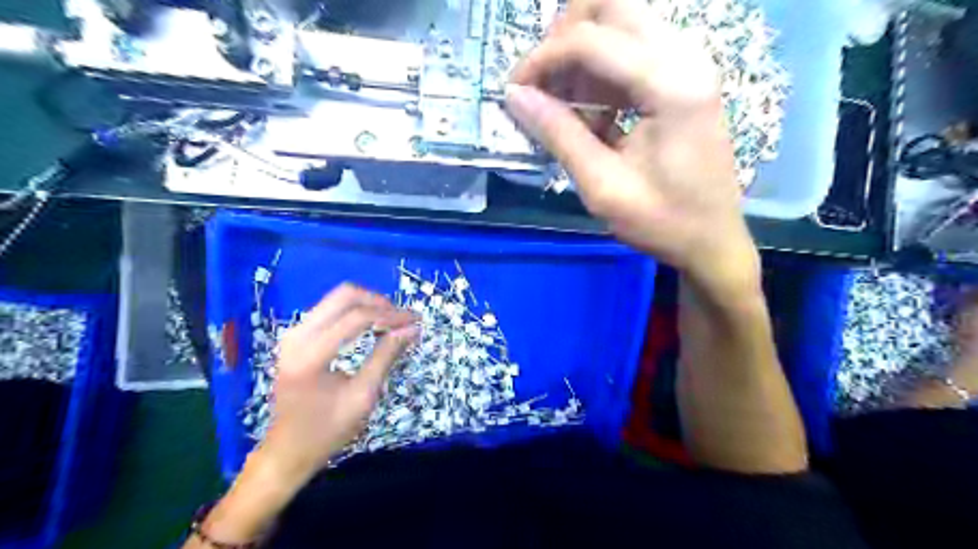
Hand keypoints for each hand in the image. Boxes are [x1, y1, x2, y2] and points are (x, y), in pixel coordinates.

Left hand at [258, 285, 416, 480]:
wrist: (287, 451)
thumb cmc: (327, 430)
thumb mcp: (363, 395)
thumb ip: (386, 356)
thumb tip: (412, 329)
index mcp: (310, 354)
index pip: (357, 318)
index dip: (391, 315)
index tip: (417, 321)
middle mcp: (297, 335)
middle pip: (345, 295)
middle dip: (379, 302)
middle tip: (403, 319)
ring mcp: (293, 333)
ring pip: (337, 298)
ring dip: (369, 305)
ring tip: (393, 322)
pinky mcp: (296, 336)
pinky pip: (330, 310)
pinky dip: (356, 312)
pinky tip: (373, 327)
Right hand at [507, 1, 758, 291]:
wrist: (712, 240)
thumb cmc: (662, 221)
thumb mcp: (603, 186)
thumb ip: (560, 135)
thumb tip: (515, 96)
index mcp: (671, 85)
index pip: (591, 40)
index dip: (543, 59)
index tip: (514, 91)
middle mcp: (686, 57)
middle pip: (611, 7)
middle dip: (563, 40)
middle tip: (542, 86)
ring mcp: (689, 63)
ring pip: (621, 22)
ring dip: (581, 56)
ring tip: (565, 107)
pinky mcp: (685, 76)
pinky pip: (633, 50)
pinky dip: (601, 71)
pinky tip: (592, 112)